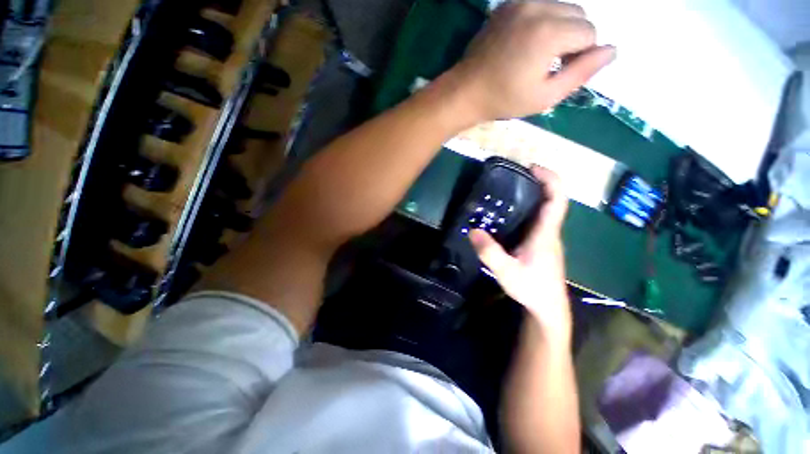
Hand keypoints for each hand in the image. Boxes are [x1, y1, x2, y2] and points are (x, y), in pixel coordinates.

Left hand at [452, 0, 614, 120]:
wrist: (466, 91)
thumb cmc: (504, 100)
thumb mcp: (545, 96)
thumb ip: (581, 73)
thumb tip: (612, 50)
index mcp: (549, 33)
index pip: (589, 34)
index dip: (580, 56)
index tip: (558, 72)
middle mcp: (538, 8)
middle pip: (579, 15)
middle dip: (573, 39)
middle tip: (549, 64)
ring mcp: (520, 2)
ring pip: (562, 7)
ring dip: (560, 28)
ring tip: (538, 54)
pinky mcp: (508, 4)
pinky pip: (540, 5)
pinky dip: (543, 21)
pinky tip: (527, 41)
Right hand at [469, 167, 571, 340]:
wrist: (548, 308)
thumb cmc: (531, 289)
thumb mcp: (506, 271)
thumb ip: (489, 252)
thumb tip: (473, 230)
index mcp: (545, 234)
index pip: (557, 200)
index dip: (550, 180)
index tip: (533, 167)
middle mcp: (550, 232)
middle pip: (552, 200)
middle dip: (538, 182)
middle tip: (514, 175)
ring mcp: (547, 238)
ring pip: (545, 210)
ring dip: (533, 195)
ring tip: (509, 190)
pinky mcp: (542, 244)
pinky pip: (538, 220)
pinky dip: (528, 209)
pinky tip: (509, 214)